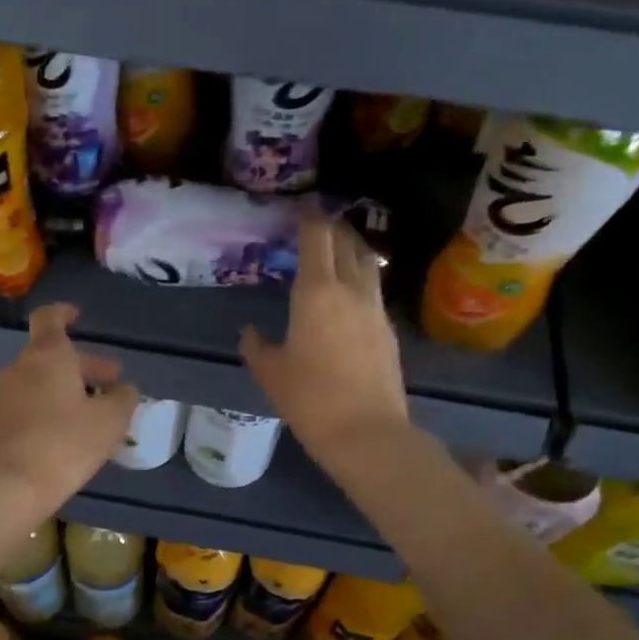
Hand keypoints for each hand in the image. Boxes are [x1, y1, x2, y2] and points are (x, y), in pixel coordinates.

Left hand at [0, 303, 139, 513]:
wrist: (1, 489)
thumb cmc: (62, 445)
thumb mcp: (109, 422)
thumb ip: (123, 399)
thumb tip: (124, 389)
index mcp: (48, 356)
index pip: (50, 318)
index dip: (64, 313)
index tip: (77, 316)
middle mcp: (19, 368)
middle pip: (50, 356)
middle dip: (83, 367)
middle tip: (110, 385)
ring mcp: (1, 397)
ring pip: (39, 384)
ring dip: (65, 392)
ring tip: (92, 417)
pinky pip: (25, 408)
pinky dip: (47, 413)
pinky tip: (64, 440)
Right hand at [241, 213, 409, 470]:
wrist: (367, 432)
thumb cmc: (310, 399)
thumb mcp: (271, 373)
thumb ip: (256, 347)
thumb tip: (250, 332)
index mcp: (316, 292)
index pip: (316, 238)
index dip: (309, 217)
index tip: (302, 207)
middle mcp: (350, 290)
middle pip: (346, 243)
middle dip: (332, 227)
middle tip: (317, 224)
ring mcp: (375, 309)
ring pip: (367, 264)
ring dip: (352, 249)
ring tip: (338, 250)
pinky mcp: (389, 330)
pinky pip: (373, 291)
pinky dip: (361, 279)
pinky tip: (350, 295)